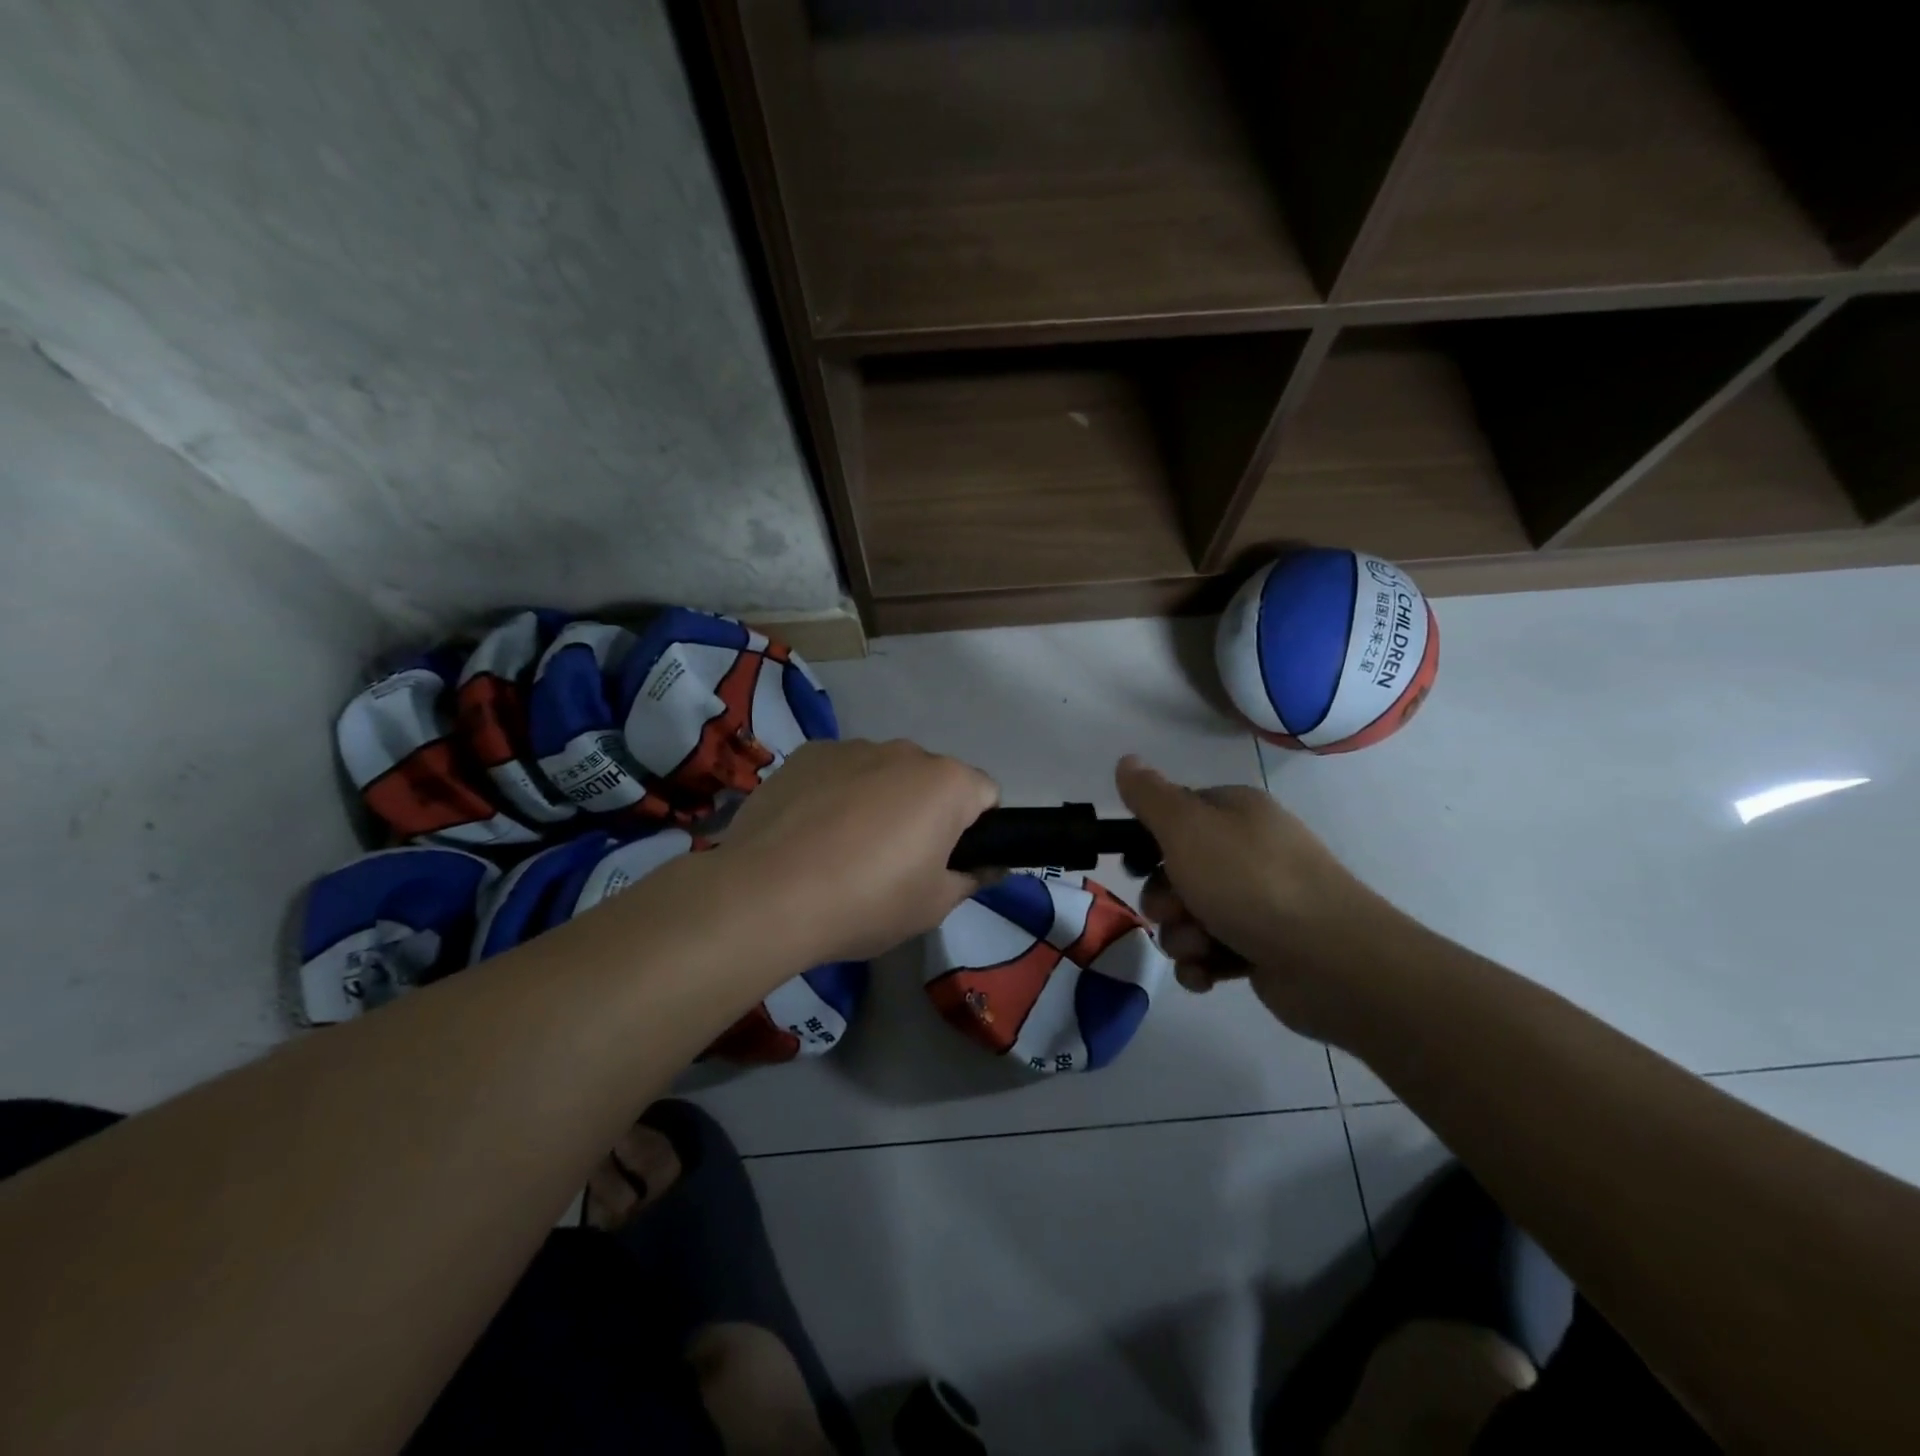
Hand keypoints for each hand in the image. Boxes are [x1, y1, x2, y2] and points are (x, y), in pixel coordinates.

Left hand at [722, 739, 999, 962]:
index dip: (976, 831)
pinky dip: (836, 793)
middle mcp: (905, 751)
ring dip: (879, 800)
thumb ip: (971, 879)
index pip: (986, 795)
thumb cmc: (867, 902)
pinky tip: (811, 834)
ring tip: (845, 850)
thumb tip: (991, 866)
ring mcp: (851, 747)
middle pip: (932, 780)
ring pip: (883, 773)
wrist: (767, 896)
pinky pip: (839, 771)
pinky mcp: (806, 754)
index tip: (949, 864)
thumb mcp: (933, 906)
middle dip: (925, 812)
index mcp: (947, 782)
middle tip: (898, 863)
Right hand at [1116, 755, 1407, 1037]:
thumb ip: (1150, 796)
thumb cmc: (1251, 882)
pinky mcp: (1264, 948)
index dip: (1148, 840)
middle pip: (1177, 871)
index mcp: (1236, 813)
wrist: (1331, 960)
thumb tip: (1127, 761)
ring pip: (1190, 916)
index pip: (1176, 815)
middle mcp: (1248, 852)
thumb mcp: (1187, 828)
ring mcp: (1259, 902)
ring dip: (1182, 936)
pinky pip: (1212, 952)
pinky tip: (1209, 974)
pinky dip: (1203, 964)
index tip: (1135, 864)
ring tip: (1200, 946)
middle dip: (1164, 898)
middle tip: (1173, 910)